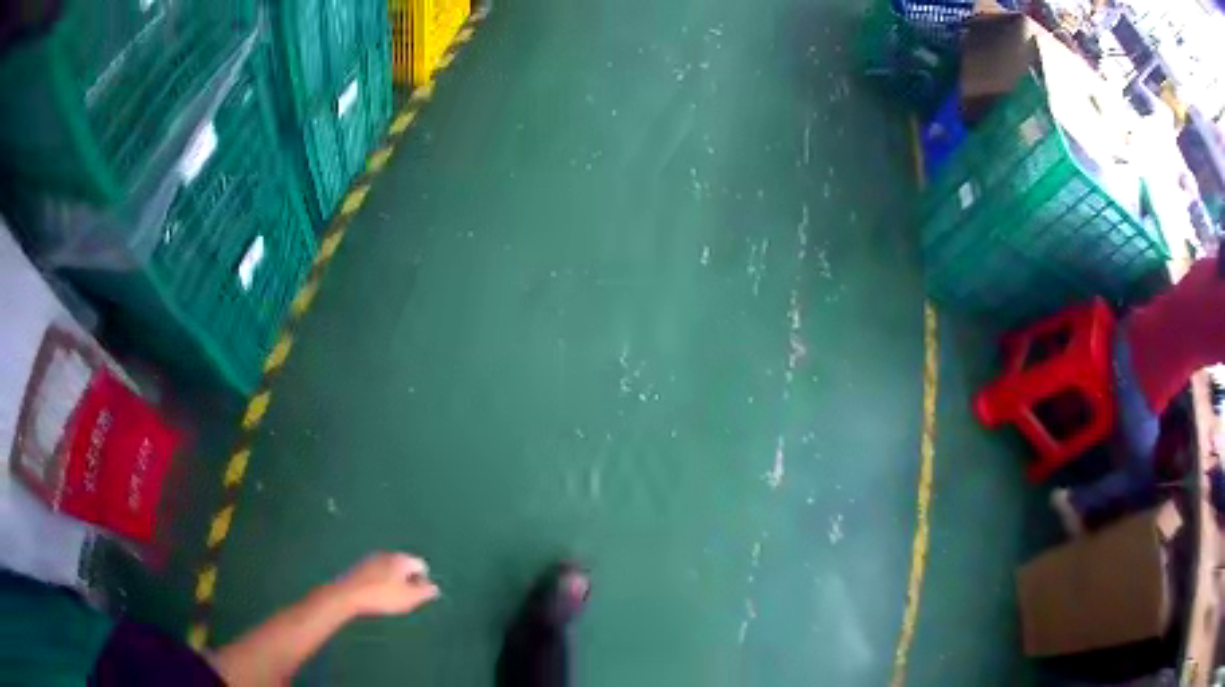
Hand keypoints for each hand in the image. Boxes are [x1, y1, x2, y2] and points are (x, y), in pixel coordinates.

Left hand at [334, 552, 440, 616]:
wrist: (347, 594)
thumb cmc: (382, 597)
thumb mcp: (409, 598)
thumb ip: (425, 592)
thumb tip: (434, 587)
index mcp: (401, 559)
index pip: (421, 565)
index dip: (423, 581)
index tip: (416, 596)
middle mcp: (387, 554)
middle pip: (405, 566)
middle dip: (408, 581)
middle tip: (404, 599)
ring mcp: (371, 558)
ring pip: (390, 569)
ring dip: (394, 582)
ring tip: (389, 599)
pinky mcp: (360, 566)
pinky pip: (377, 572)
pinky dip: (380, 582)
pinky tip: (375, 595)